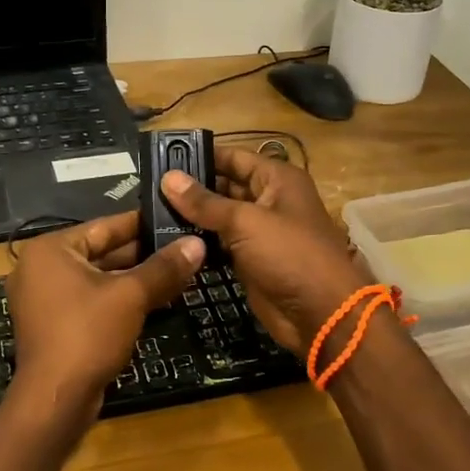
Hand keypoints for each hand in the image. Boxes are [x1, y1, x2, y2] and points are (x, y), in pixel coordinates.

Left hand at [2, 211, 204, 426]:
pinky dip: (119, 300)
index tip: (173, 218)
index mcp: (51, 249)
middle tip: (182, 247)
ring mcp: (44, 298)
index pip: (104, 226)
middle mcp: (41, 268)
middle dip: (142, 254)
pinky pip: (91, 301)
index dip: (142, 223)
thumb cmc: (88, 334)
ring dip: (134, 279)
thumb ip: (164, 267)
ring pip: (98, 279)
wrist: (55, 400)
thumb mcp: (131, 296)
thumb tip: (197, 243)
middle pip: (101, 252)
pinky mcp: (53, 325)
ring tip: (177, 272)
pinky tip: (154, 300)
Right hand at [159, 148, 368, 354]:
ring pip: (220, 217)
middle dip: (192, 188)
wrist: (320, 314)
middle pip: (225, 186)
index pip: (234, 157)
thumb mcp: (246, 222)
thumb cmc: (289, 254)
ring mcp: (260, 232)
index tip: (163, 156)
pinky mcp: (250, 260)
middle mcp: (269, 200)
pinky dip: (200, 241)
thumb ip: (205, 202)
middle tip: (149, 188)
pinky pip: (220, 243)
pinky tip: (168, 239)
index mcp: (277, 179)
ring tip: (150, 211)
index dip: (201, 156)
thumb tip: (168, 177)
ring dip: (192, 216)